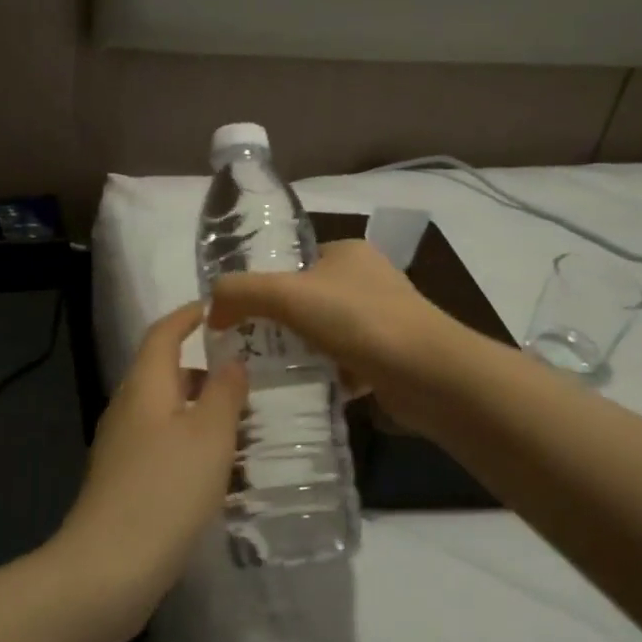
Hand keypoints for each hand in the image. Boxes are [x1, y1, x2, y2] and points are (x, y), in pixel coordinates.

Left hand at [55, 303, 248, 611]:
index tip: (212, 309)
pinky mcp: (122, 480)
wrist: (109, 567)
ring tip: (240, 427)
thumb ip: (225, 392)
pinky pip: (160, 445)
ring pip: (164, 412)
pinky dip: (189, 443)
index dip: (186, 316)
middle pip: (163, 373)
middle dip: (202, 372)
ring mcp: (120, 447)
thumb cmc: (166, 489)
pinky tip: (216, 470)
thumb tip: (231, 362)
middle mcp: (127, 408)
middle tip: (244, 380)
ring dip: (199, 412)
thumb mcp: (210, 435)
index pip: (162, 334)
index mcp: (144, 386)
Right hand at [208, 239, 465, 434]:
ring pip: (325, 334)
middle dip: (279, 324)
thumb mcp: (288, 295)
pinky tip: (305, 389)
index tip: (238, 318)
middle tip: (248, 349)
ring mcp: (383, 320)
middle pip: (307, 301)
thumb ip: (241, 292)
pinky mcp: (390, 357)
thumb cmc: (359, 321)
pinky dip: (326, 375)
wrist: (430, 374)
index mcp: (347, 253)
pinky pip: (345, 363)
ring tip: (269, 373)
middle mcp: (367, 280)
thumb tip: (211, 309)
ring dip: (301, 352)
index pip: (293, 263)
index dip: (263, 287)